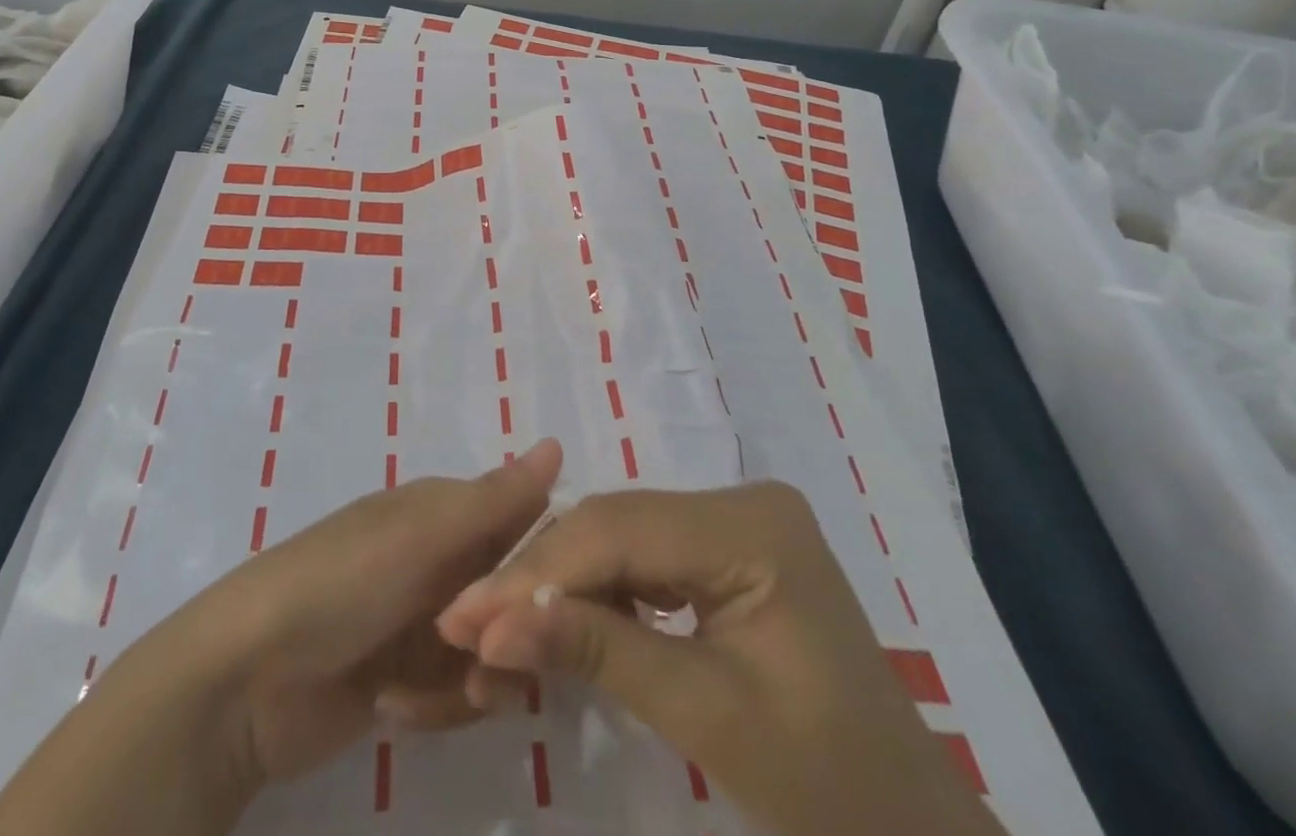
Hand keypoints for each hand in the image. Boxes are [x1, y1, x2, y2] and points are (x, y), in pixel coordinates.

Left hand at [0, 439, 561, 835]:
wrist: (244, 681)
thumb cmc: (339, 586)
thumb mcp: (421, 537)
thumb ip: (494, 500)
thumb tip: (558, 443)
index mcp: (437, 512)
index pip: (518, 524)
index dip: (538, 562)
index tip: (550, 602)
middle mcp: (433, 560)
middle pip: (508, 596)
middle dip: (504, 634)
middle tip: (481, 660)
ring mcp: (416, 621)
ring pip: (486, 651)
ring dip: (469, 679)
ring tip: (426, 691)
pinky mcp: (401, 678)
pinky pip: (453, 693)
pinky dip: (436, 706)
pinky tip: (396, 708)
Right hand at [435, 484, 1006, 835]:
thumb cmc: (830, 793)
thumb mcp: (707, 717)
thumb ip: (597, 651)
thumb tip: (493, 624)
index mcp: (750, 525)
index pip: (619, 530)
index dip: (537, 572)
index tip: (464, 616)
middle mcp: (740, 501)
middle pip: (615, 527)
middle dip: (539, 577)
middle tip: (466, 623)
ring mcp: (734, 524)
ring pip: (621, 539)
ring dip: (560, 584)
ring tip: (496, 627)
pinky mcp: (726, 553)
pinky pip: (644, 559)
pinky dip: (598, 594)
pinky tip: (558, 623)